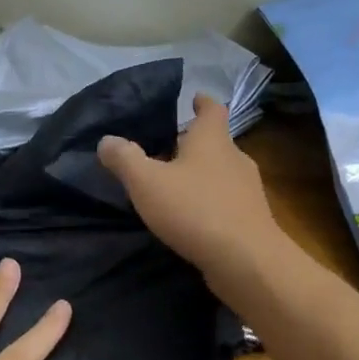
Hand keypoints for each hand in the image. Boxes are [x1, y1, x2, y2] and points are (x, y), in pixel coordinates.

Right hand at [98, 94, 280, 276]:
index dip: (202, 102)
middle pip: (217, 142)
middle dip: (196, 143)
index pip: (212, 109)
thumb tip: (106, 140)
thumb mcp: (147, 182)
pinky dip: (211, 202)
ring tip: (178, 184)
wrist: (246, 260)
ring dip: (203, 174)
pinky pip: (228, 201)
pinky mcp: (252, 219)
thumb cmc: (195, 210)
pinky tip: (194, 217)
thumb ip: (125, 159)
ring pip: (223, 172)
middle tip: (170, 147)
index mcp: (212, 140)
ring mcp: (248, 190)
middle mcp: (235, 158)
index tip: (193, 98)